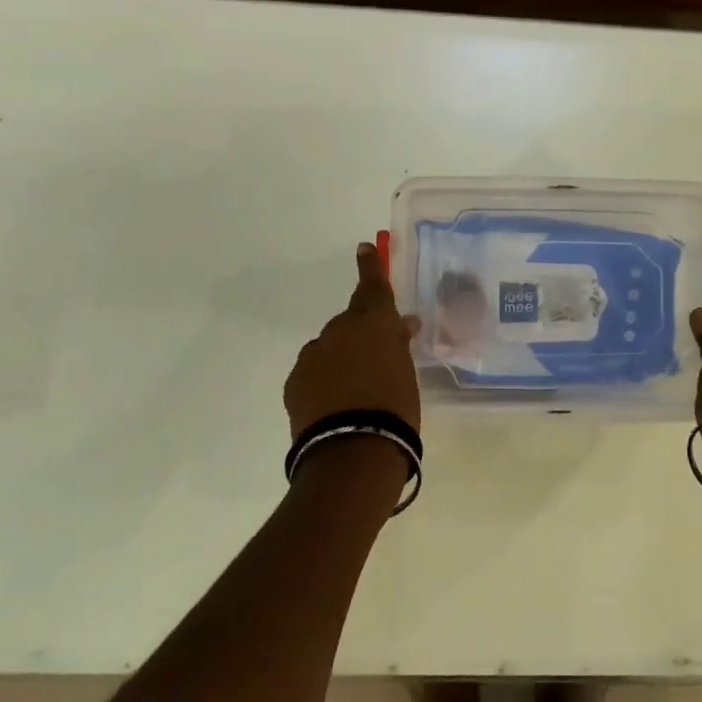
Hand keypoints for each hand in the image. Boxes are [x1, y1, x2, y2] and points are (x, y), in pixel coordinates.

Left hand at [284, 243, 422, 439]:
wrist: (353, 453)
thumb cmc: (395, 410)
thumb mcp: (406, 372)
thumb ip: (399, 345)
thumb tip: (403, 324)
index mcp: (374, 324)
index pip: (374, 287)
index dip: (370, 267)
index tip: (363, 248)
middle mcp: (341, 331)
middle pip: (351, 322)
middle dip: (362, 333)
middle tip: (378, 356)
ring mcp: (314, 355)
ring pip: (330, 347)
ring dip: (342, 358)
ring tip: (356, 390)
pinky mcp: (295, 381)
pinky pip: (314, 370)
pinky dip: (325, 379)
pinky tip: (335, 403)